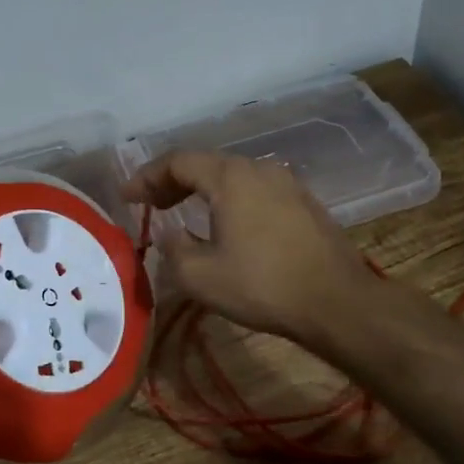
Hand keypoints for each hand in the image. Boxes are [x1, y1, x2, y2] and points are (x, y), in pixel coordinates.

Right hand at [122, 151, 374, 350]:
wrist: (336, 302)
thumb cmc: (263, 286)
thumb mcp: (201, 276)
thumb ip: (174, 249)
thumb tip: (173, 236)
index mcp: (230, 177)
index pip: (178, 162)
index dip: (147, 177)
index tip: (127, 197)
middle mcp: (259, 169)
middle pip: (207, 164)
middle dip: (173, 181)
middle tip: (151, 204)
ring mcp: (287, 184)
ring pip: (234, 176)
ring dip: (203, 191)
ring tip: (184, 214)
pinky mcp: (304, 203)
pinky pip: (256, 190)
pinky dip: (231, 200)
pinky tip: (228, 226)